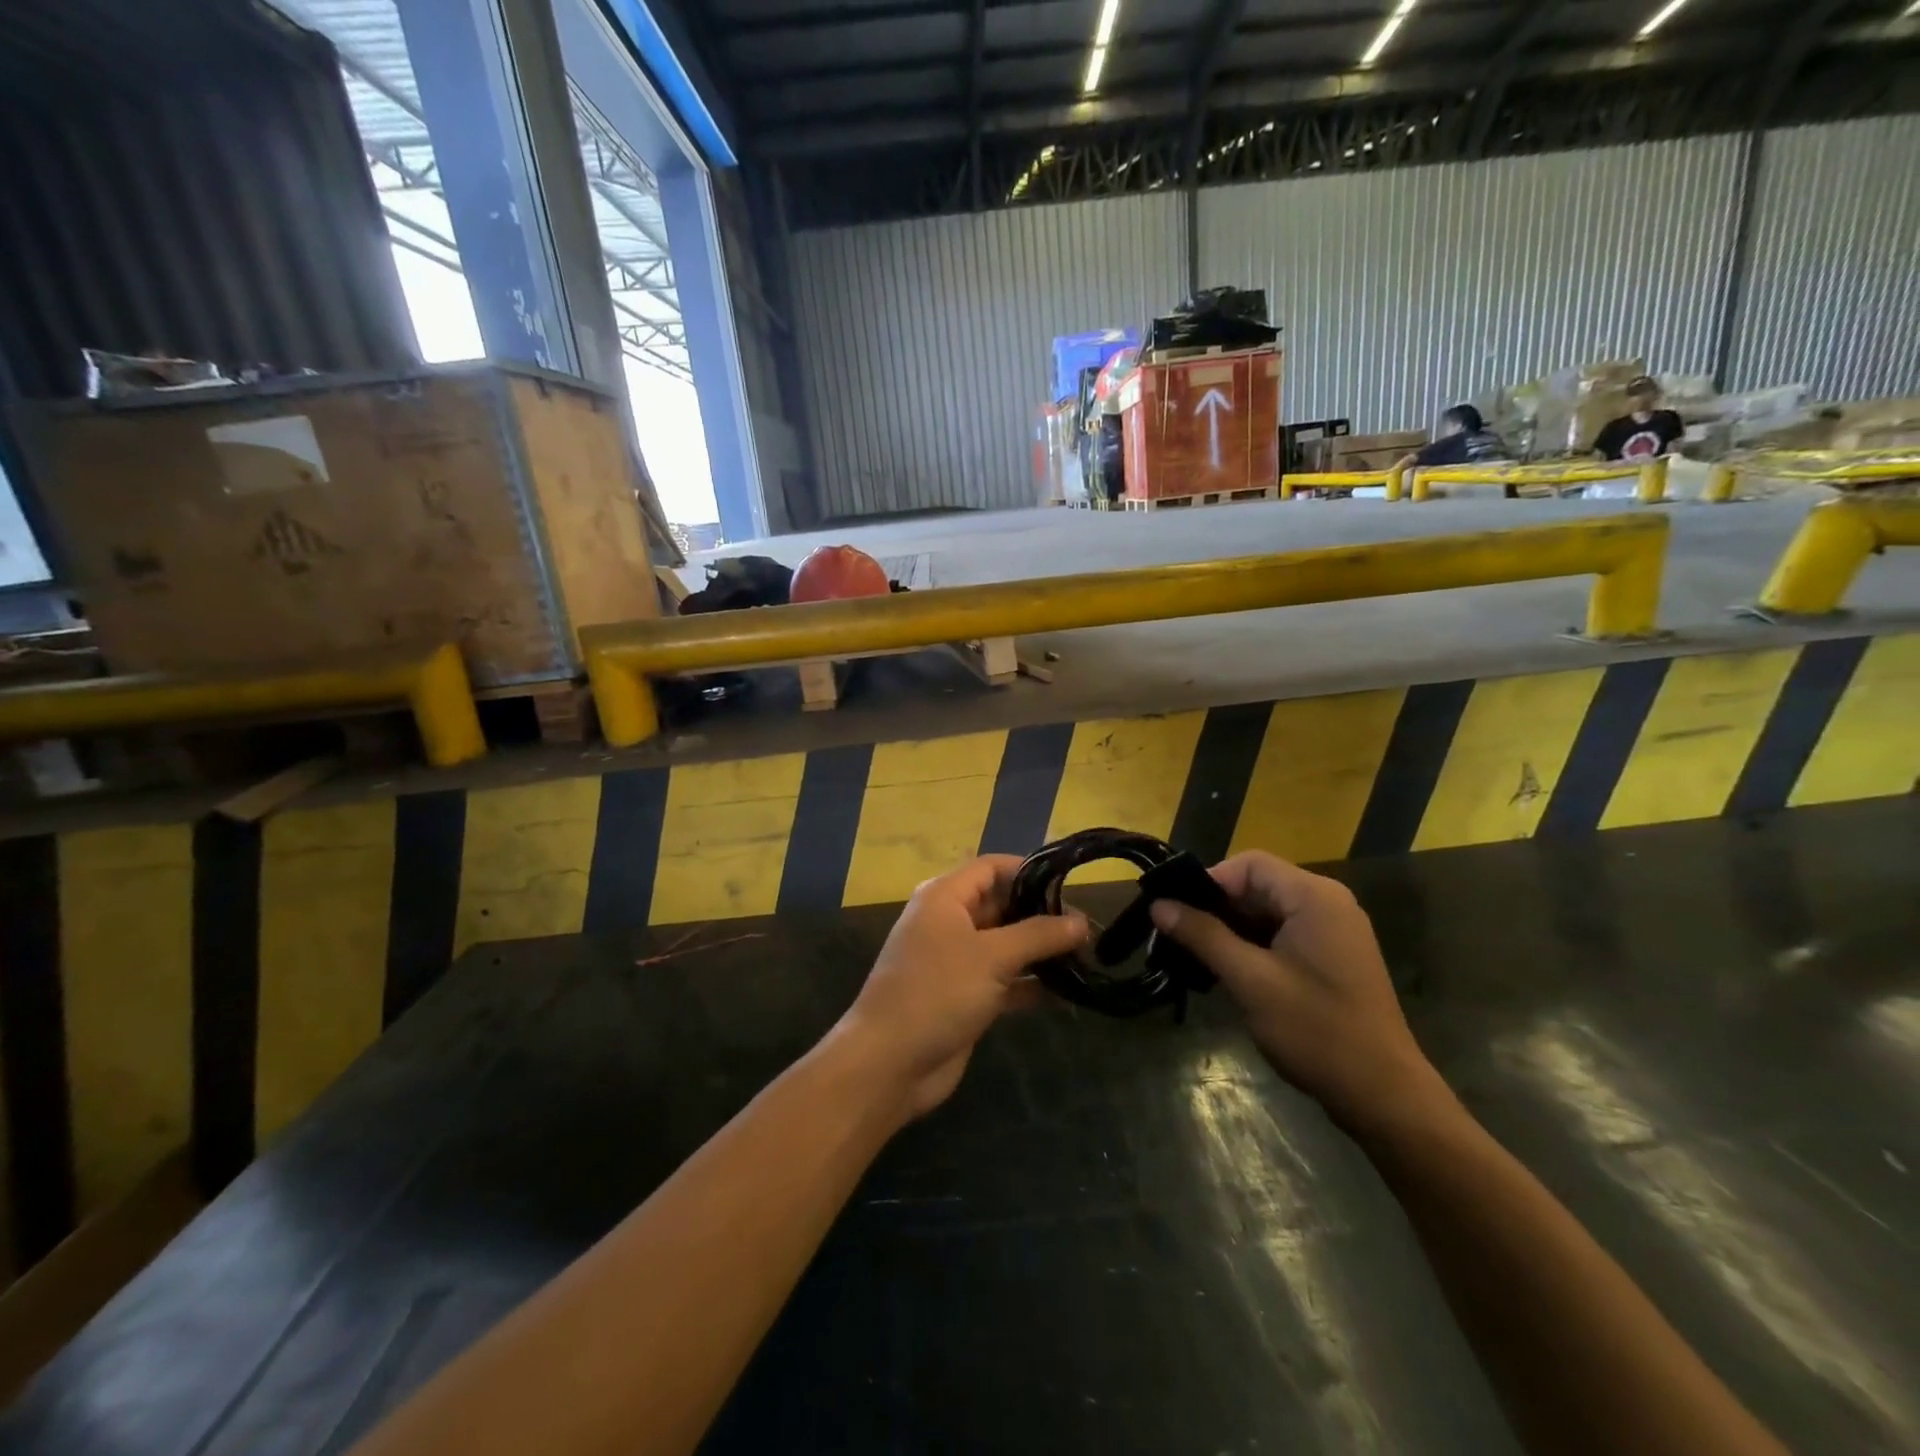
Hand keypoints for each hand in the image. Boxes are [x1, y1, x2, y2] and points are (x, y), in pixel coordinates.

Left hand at [831, 856, 1087, 1118]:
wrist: (890, 1062)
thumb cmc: (938, 992)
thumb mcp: (992, 956)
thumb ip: (1039, 935)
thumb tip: (1081, 921)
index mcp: (945, 897)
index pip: (991, 868)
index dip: (1028, 871)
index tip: (1069, 883)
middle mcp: (949, 922)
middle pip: (1000, 905)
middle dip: (1040, 914)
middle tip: (1086, 927)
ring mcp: (956, 961)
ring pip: (1005, 945)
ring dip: (1039, 951)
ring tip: (1085, 955)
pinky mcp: (964, 996)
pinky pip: (1003, 979)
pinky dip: (1029, 983)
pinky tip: (1067, 991)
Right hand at [1149, 851, 1446, 1132]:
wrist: (1383, 1094)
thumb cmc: (1315, 1030)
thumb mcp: (1250, 980)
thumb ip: (1203, 936)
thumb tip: (1158, 905)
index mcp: (1314, 897)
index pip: (1249, 864)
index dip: (1209, 882)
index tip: (1177, 912)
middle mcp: (1328, 902)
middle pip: (1258, 885)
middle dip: (1218, 908)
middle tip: (1180, 937)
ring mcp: (1335, 930)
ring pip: (1268, 911)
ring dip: (1233, 928)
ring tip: (1199, 956)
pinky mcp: (1334, 955)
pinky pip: (1284, 932)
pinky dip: (1255, 944)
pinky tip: (1231, 970)